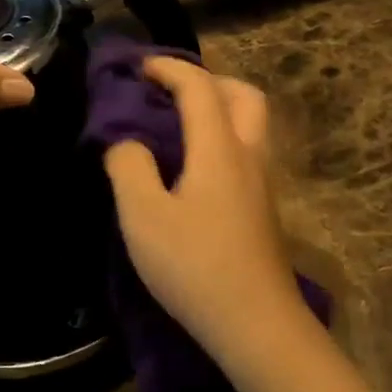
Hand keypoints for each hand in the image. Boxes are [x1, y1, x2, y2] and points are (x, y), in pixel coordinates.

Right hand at [102, 58, 308, 359]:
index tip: (138, 68)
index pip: (198, 87)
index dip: (168, 68)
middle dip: (207, 81)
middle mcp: (249, 156)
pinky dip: (223, 140)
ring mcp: (263, 184)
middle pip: (243, 95)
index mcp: (219, 148)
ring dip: (219, 110)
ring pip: (251, 125)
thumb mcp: (143, 216)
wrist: (257, 323)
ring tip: (178, 128)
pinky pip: (247, 153)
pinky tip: (195, 169)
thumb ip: (129, 167)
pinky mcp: (264, 210)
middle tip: (170, 93)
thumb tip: (127, 142)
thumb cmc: (195, 265)